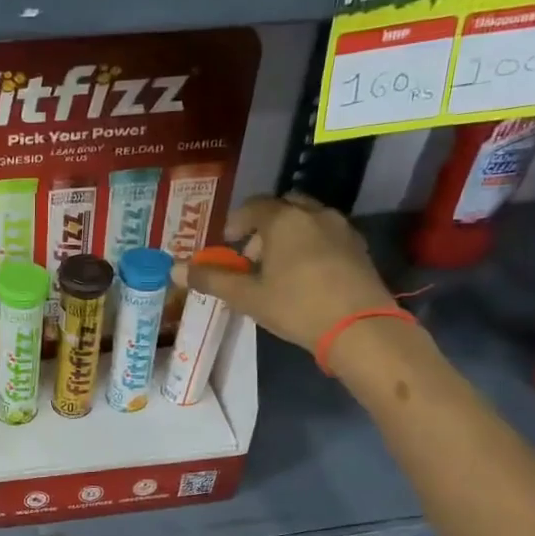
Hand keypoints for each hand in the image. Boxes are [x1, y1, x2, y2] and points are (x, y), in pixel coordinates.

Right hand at [178, 194, 400, 356]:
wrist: (360, 328)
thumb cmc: (296, 306)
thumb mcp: (247, 296)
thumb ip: (211, 279)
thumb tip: (174, 270)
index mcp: (284, 220)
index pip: (253, 206)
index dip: (236, 223)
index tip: (227, 243)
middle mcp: (314, 214)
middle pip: (283, 207)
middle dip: (264, 226)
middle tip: (252, 256)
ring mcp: (341, 229)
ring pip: (307, 220)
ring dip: (288, 236)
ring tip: (278, 269)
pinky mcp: (359, 248)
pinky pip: (327, 236)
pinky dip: (310, 246)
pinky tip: (305, 277)